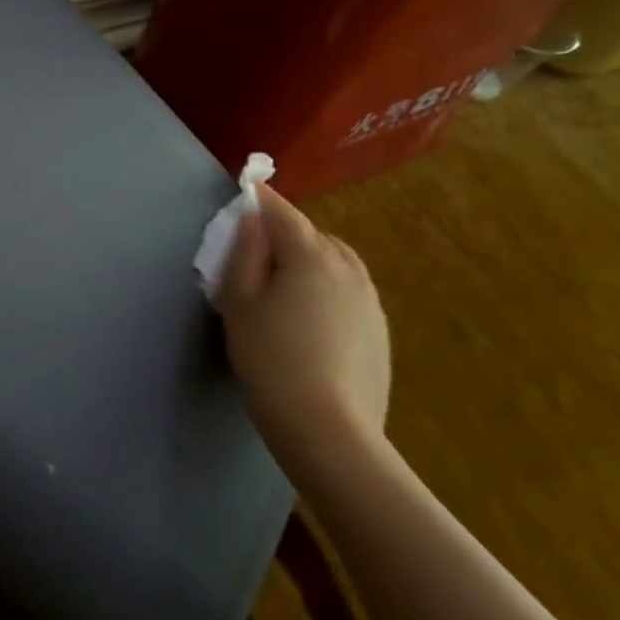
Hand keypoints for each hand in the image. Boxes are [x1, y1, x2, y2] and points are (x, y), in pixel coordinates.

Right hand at [216, 185, 390, 471]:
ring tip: (282, 284)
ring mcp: (370, 300)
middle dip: (284, 233)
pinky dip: (326, 289)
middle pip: (312, 235)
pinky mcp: (379, 331)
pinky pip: (348, 291)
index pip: (282, 213)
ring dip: (309, 260)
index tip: (244, 189)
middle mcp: (348, 268)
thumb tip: (250, 218)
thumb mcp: (239, 302)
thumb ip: (243, 253)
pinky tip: (308, 320)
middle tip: (254, 252)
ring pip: (335, 262)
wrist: (328, 430)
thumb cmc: (271, 359)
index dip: (260, 199)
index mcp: (311, 255)